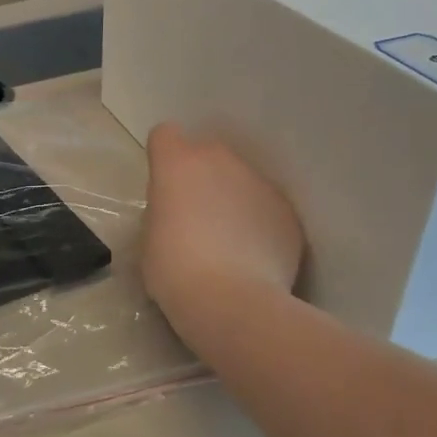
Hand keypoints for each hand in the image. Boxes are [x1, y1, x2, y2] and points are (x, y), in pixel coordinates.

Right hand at [142, 124, 305, 328]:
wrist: (232, 301)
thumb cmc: (174, 270)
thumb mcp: (149, 238)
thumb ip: (163, 210)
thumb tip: (177, 210)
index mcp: (178, 163)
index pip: (165, 134)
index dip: (164, 157)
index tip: (164, 187)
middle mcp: (221, 160)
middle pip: (208, 154)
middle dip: (203, 177)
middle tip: (196, 216)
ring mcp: (260, 183)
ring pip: (241, 180)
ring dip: (234, 199)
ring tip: (230, 242)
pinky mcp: (287, 211)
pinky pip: (266, 208)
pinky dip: (259, 224)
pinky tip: (253, 258)